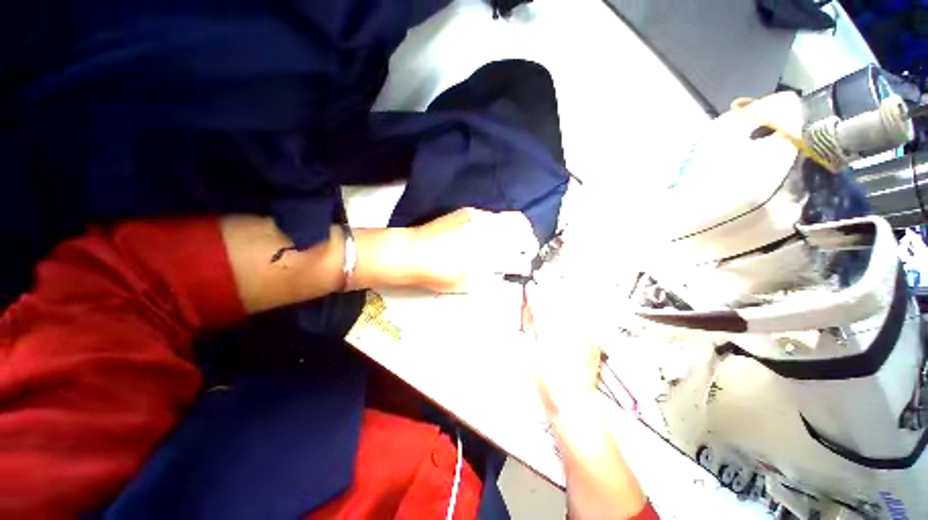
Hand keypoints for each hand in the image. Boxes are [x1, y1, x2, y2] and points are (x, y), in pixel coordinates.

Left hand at [407, 208, 537, 292]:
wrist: (412, 252)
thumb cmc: (439, 274)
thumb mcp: (468, 285)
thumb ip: (493, 278)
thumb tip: (507, 271)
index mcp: (490, 254)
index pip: (519, 257)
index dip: (525, 263)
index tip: (524, 267)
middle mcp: (488, 231)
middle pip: (522, 229)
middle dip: (529, 241)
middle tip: (526, 251)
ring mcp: (480, 218)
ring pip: (511, 218)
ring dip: (518, 230)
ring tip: (513, 241)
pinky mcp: (469, 211)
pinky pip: (494, 215)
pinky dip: (500, 225)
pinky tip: (492, 234)